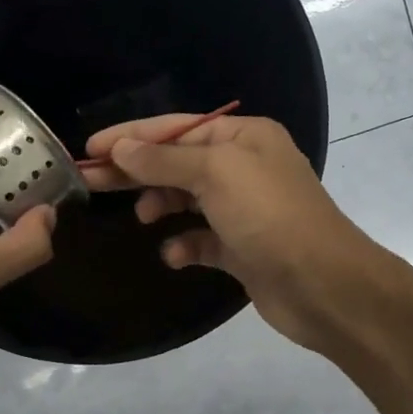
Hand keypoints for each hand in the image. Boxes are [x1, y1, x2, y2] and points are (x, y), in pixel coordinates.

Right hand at [82, 113, 391, 351]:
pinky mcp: (243, 249)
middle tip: (90, 182)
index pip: (176, 128)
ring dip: (162, 206)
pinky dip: (185, 244)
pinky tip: (175, 254)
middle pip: (177, 164)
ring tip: (144, 218)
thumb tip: (121, 148)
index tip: (89, 149)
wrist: (323, 285)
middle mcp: (245, 168)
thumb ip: (164, 160)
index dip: (131, 136)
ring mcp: (244, 210)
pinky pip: (203, 240)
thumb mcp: (215, 174)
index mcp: (244, 137)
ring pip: (188, 201)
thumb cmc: (269, 216)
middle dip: (136, 171)